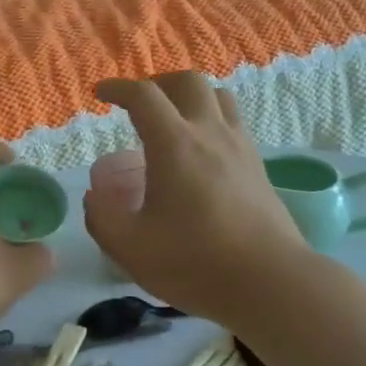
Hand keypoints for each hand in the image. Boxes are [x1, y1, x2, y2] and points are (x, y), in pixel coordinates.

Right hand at [84, 73, 311, 329]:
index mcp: (175, 144)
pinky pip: (233, 122)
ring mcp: (240, 147)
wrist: (270, 283)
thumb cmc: (195, 262)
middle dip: (157, 83)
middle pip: (187, 81)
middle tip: (139, 103)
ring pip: (218, 96)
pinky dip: (211, 119)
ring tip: (172, 118)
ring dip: (189, 96)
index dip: (118, 87)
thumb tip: (95, 195)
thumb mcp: (130, 247)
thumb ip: (102, 217)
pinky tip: (201, 150)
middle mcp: (210, 133)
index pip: (144, 96)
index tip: (101, 93)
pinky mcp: (258, 166)